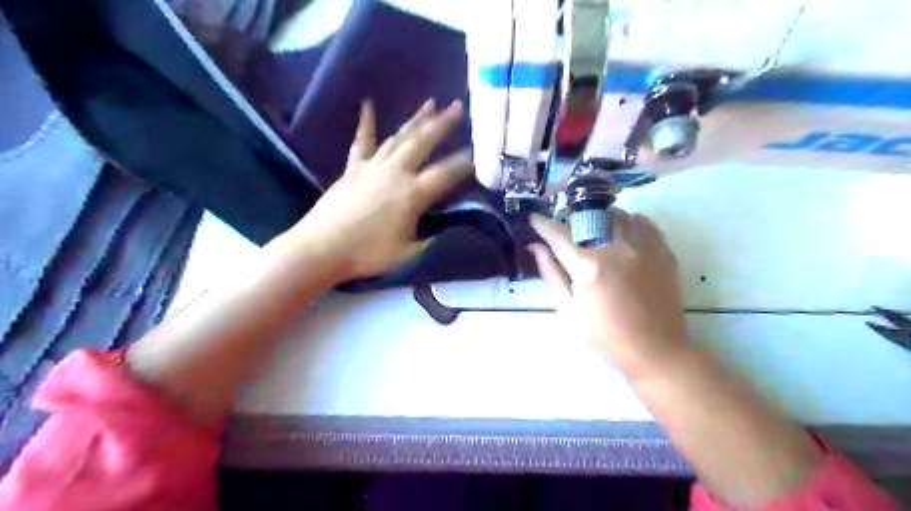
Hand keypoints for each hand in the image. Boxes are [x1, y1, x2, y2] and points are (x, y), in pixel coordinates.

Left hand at [274, 99, 472, 283]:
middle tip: (458, 106)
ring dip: (416, 120)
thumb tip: (450, 229)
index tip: (481, 153)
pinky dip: (366, 123)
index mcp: (412, 194)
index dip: (467, 163)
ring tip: (430, 104)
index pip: (447, 173)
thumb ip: (432, 238)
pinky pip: (362, 141)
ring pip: (399, 137)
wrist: (322, 248)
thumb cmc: (368, 254)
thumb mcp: (409, 253)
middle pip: (423, 142)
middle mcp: (396, 172)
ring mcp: (372, 166)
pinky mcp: (353, 168)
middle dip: (443, 124)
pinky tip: (368, 105)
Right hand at [527, 207, 690, 378]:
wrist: (655, 350)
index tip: (534, 219)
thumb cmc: (605, 335)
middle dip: (571, 222)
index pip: (558, 234)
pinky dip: (628, 223)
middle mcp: (616, 248)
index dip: (542, 224)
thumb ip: (551, 274)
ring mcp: (643, 247)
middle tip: (568, 234)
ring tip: (596, 235)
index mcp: (589, 266)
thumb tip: (536, 247)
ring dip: (600, 220)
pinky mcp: (663, 251)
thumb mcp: (569, 310)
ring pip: (616, 215)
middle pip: (588, 218)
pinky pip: (643, 222)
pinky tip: (622, 237)